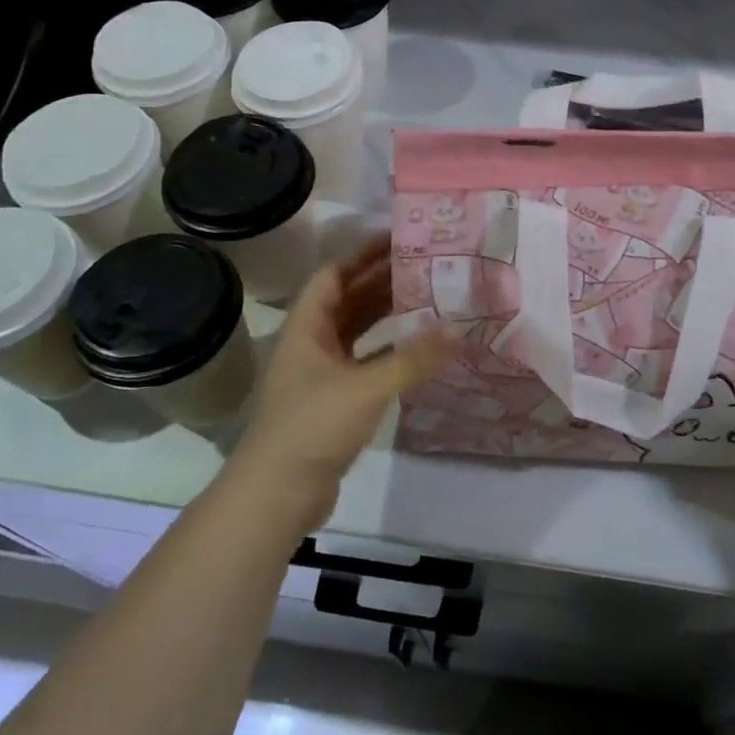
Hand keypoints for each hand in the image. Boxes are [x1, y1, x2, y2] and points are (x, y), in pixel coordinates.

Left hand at [232, 236, 456, 525]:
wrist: (276, 495)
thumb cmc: (312, 427)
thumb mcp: (366, 388)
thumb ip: (413, 358)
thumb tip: (458, 330)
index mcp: (306, 328)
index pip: (333, 275)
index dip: (362, 254)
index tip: (399, 239)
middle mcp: (311, 344)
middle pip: (347, 300)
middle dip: (381, 280)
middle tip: (424, 264)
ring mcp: (321, 374)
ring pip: (356, 331)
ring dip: (385, 313)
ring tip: (425, 295)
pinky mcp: (333, 400)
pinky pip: (364, 361)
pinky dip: (388, 350)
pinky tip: (416, 347)